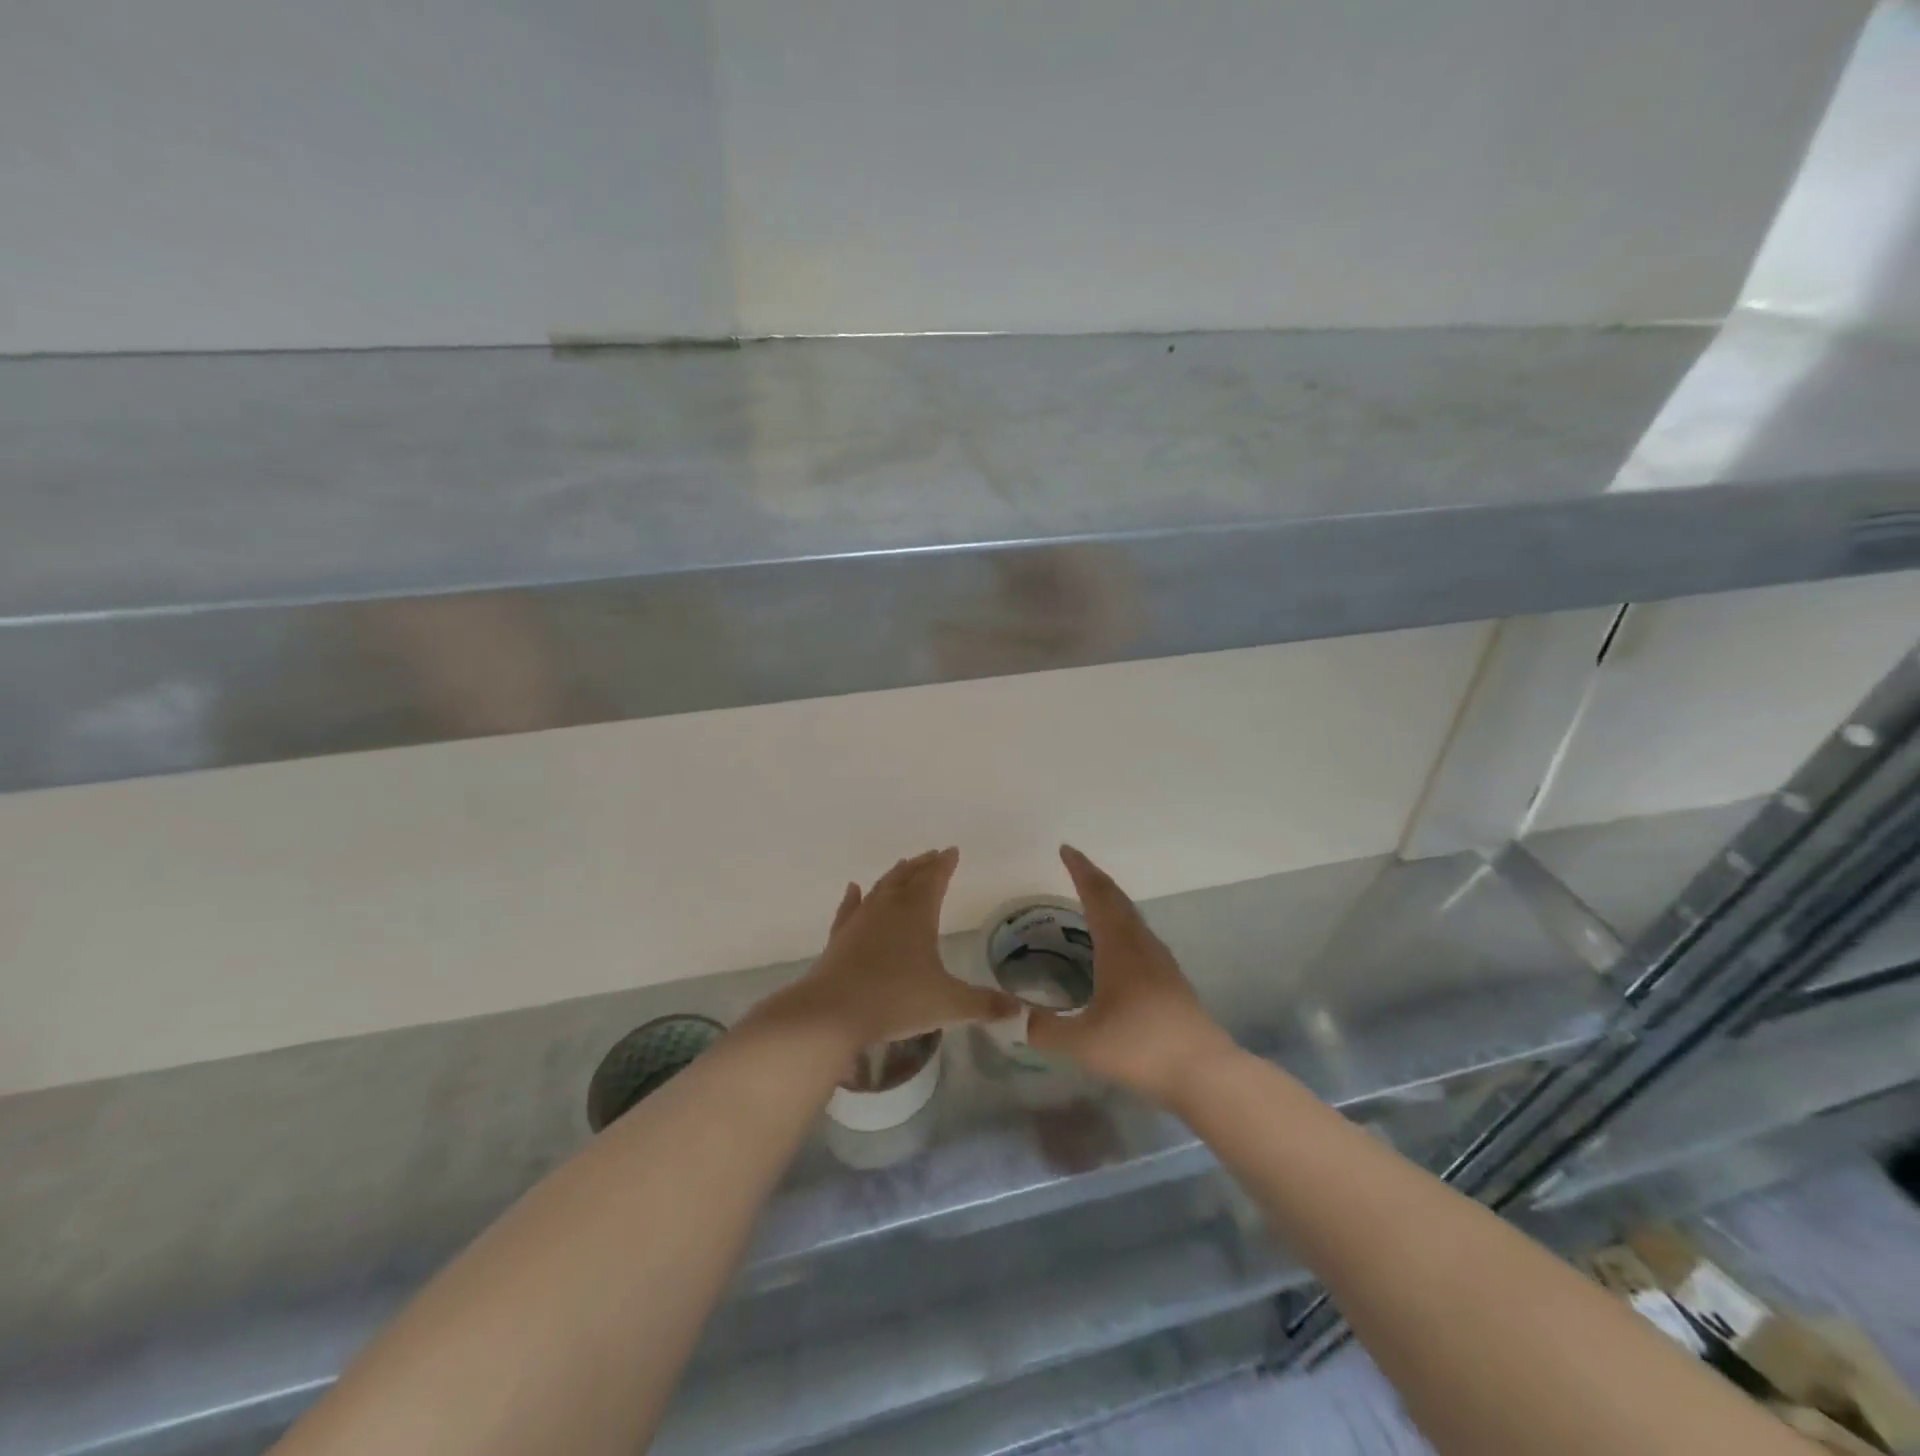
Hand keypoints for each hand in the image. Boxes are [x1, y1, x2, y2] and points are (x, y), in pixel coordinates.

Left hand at [766, 848, 1017, 1050]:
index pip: (934, 879)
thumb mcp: (948, 1004)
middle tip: (933, 855)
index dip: (945, 865)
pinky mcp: (840, 937)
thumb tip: (1019, 1010)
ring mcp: (860, 920)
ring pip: (881, 888)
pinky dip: (853, 897)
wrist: (833, 1013)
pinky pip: (849, 909)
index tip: (952, 851)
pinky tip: (854, 889)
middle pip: (907, 877)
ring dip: (894, 875)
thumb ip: (984, 1005)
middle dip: (922, 865)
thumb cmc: (896, 1000)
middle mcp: (888, 908)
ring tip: (903, 866)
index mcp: (917, 913)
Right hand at [1028, 845, 1236, 1104]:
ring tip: (1091, 901)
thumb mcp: (1083, 1044)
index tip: (1066, 849)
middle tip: (1075, 866)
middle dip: (1095, 879)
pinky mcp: (1171, 980)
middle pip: (1117, 900)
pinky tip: (1116, 946)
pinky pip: (1139, 936)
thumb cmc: (1141, 1048)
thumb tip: (1021, 1020)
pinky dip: (1121, 924)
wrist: (1204, 1072)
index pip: (1097, 895)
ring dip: (1111, 901)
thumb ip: (1046, 1031)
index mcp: (1119, 946)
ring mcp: (1161, 962)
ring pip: (1132, 917)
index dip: (1080, 870)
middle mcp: (1141, 945)